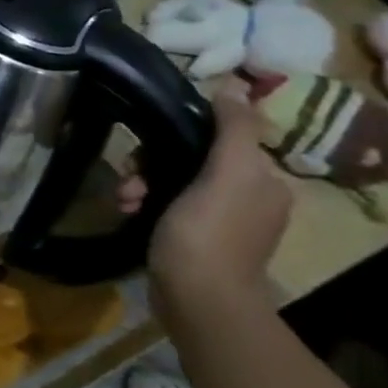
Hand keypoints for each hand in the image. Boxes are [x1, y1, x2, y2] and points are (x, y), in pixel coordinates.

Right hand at [143, 86, 291, 331]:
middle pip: (190, 158)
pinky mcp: (197, 239)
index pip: (218, 137)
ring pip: (173, 181)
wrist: (199, 300)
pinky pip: (167, 205)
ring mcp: (222, 220)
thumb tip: (233, 87)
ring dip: (142, 184)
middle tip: (130, 180)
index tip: (148, 147)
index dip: (178, 134)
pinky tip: (129, 212)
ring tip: (125, 200)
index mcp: (263, 180)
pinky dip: (146, 204)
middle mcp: (249, 197)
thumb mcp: (225, 175)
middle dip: (151, 164)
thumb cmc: (208, 233)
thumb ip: (233, 130)